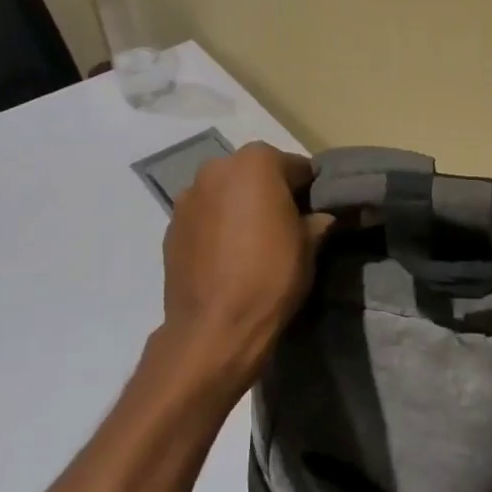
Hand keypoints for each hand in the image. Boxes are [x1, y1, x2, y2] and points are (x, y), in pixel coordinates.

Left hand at [143, 143, 333, 406]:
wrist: (214, 328)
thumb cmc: (271, 277)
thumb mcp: (309, 247)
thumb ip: (316, 221)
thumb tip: (319, 218)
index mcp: (256, 163)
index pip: (296, 167)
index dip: (309, 190)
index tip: (314, 213)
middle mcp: (217, 168)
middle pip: (255, 173)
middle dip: (270, 193)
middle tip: (284, 226)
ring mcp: (189, 196)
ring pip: (226, 193)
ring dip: (240, 207)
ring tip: (252, 243)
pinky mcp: (171, 226)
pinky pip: (205, 216)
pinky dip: (217, 226)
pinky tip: (228, 256)